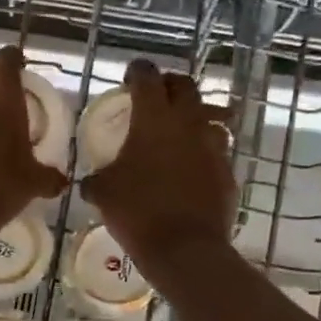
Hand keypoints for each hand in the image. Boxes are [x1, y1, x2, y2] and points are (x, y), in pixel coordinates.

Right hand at [83, 59, 237, 271]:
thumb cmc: (137, 212)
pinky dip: (203, 152)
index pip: (147, 77)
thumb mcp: (103, 193)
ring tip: (178, 134)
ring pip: (209, 116)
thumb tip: (92, 181)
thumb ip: (96, 179)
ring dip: (193, 118)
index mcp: (153, 119)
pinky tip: (191, 170)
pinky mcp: (228, 171)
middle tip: (155, 98)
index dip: (137, 72)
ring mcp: (213, 146)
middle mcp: (188, 123)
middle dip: (169, 86)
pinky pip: (216, 151)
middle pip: (185, 86)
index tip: (129, 78)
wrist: (185, 248)